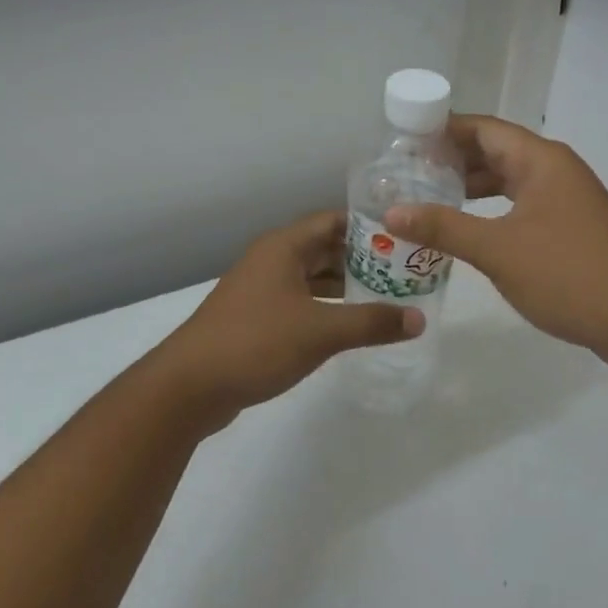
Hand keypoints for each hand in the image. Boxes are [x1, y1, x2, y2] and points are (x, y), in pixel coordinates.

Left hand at [155, 210, 422, 426]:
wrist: (189, 386)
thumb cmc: (256, 342)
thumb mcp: (320, 332)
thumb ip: (371, 323)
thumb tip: (418, 318)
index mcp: (283, 247)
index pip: (333, 221)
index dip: (368, 226)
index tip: (403, 236)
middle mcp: (271, 260)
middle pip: (324, 248)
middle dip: (362, 258)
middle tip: (404, 270)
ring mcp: (261, 290)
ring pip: (312, 277)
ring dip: (344, 285)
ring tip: (386, 296)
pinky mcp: (255, 318)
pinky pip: (300, 302)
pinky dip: (325, 307)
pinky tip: (348, 325)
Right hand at [383, 116, 607, 358]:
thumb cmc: (567, 274)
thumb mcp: (497, 250)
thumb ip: (443, 228)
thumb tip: (392, 212)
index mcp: (540, 160)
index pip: (484, 128)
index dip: (443, 130)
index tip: (404, 140)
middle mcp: (554, 169)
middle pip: (496, 151)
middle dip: (452, 159)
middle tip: (408, 172)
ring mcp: (566, 198)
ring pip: (509, 180)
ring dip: (471, 186)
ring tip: (428, 197)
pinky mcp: (570, 226)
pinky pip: (521, 204)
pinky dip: (492, 209)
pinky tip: (469, 228)